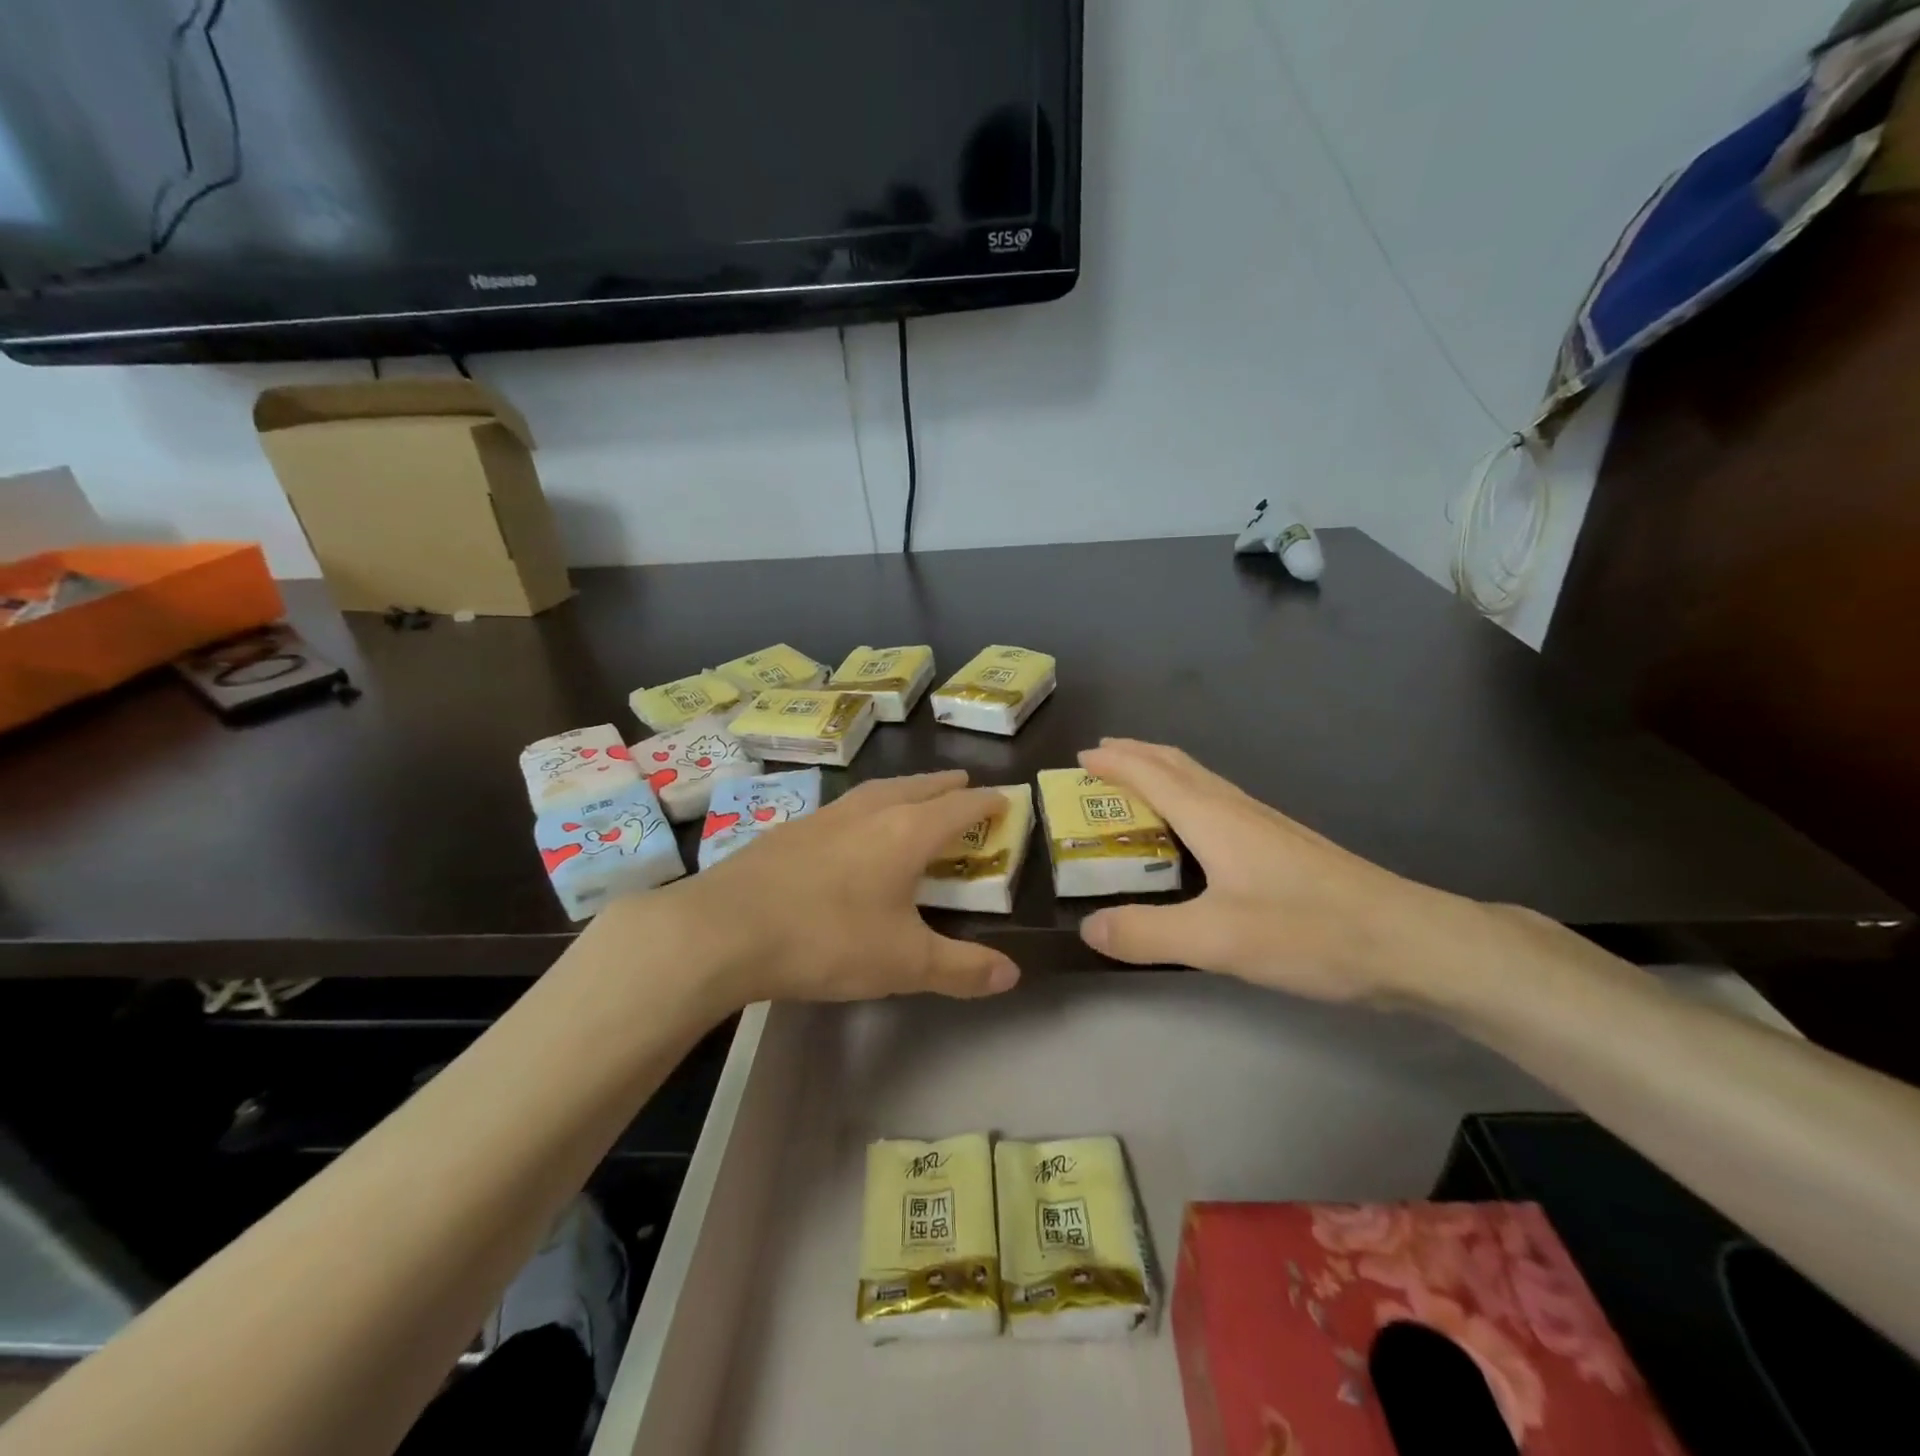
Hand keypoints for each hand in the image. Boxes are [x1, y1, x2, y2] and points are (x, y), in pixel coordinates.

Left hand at [615, 770, 1021, 1008]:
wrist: (724, 929)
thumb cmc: (827, 940)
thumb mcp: (904, 963)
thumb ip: (961, 968)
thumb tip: (1012, 974)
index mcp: (906, 833)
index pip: (959, 807)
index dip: (986, 803)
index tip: (1005, 799)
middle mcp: (869, 812)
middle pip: (918, 787)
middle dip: (946, 786)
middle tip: (964, 784)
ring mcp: (824, 816)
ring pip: (877, 790)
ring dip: (905, 789)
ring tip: (914, 795)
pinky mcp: (790, 830)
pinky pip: (844, 807)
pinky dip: (866, 807)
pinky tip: (852, 827)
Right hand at [1076, 740, 1497, 1004]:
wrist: (1408, 942)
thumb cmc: (1308, 931)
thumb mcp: (1216, 940)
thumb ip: (1147, 934)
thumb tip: (1088, 928)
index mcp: (1213, 818)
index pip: (1152, 775)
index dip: (1115, 762)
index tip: (1081, 756)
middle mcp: (1236, 810)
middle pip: (1178, 766)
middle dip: (1136, 755)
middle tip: (1101, 757)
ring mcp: (1264, 825)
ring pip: (1202, 782)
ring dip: (1162, 772)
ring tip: (1137, 782)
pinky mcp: (1282, 846)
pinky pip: (1218, 803)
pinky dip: (1188, 797)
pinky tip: (1194, 827)